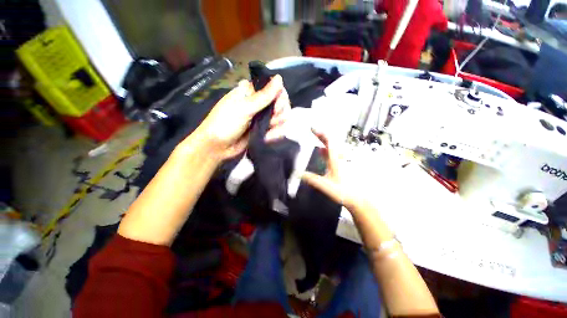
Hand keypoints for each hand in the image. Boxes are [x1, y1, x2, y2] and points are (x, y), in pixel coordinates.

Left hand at [188, 75, 289, 159]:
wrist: (217, 147)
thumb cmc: (225, 124)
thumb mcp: (244, 109)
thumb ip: (263, 96)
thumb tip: (279, 78)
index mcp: (251, 92)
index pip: (274, 88)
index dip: (279, 97)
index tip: (276, 107)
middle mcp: (258, 103)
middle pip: (280, 103)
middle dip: (278, 114)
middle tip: (271, 121)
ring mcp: (261, 118)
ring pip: (280, 117)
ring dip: (277, 126)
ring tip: (268, 133)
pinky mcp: (263, 130)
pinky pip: (276, 129)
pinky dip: (275, 134)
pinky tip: (268, 138)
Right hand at [301, 129, 358, 208]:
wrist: (358, 198)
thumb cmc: (343, 191)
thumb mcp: (326, 186)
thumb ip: (312, 179)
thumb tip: (298, 174)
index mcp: (335, 160)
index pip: (328, 142)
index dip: (320, 133)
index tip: (311, 128)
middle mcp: (339, 157)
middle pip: (330, 141)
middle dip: (321, 135)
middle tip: (312, 131)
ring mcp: (341, 160)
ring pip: (332, 147)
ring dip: (323, 141)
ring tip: (315, 138)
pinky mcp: (341, 164)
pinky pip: (333, 153)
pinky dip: (326, 149)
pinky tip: (321, 152)